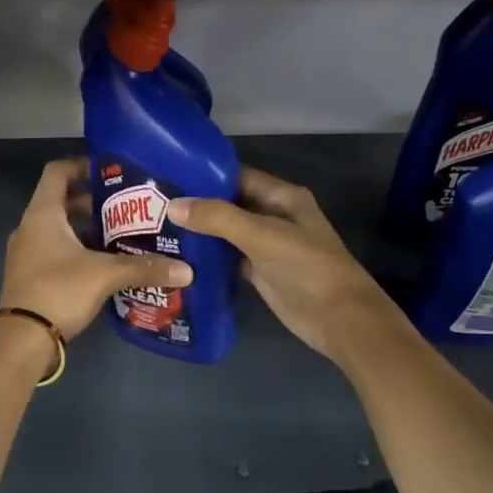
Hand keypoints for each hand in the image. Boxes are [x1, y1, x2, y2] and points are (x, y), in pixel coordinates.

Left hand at [0, 158, 192, 340]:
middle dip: (93, 202)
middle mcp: (30, 228)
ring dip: (87, 229)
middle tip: (127, 207)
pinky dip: (79, 251)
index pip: (57, 172)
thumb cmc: (59, 291)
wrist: (22, 340)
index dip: (82, 165)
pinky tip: (106, 264)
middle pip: (61, 201)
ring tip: (122, 235)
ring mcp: (28, 253)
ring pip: (60, 229)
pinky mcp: (32, 276)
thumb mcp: (105, 274)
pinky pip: (57, 252)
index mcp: (42, 214)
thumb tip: (187, 270)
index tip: (111, 170)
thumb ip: (144, 267)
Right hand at [169, 167, 403, 363]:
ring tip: (158, 226)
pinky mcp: (259, 271)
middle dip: (197, 203)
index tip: (168, 174)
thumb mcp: (262, 236)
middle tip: (154, 202)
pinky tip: (178, 255)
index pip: (238, 176)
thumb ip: (218, 218)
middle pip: (230, 203)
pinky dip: (208, 256)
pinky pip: (228, 257)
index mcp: (282, 197)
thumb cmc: (307, 267)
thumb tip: (173, 205)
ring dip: (200, 230)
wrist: (338, 318)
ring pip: (227, 231)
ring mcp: (266, 245)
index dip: (205, 174)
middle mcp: (274, 216)